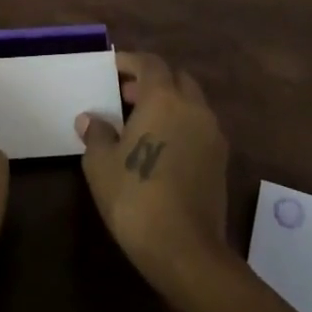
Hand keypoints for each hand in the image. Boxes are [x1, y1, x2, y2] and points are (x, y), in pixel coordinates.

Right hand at [76, 53, 230, 291]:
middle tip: (125, 95)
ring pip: (191, 103)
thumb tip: (91, 119)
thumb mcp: (101, 164)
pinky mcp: (221, 160)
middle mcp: (193, 107)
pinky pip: (199, 127)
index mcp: (164, 98)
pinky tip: (161, 147)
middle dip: (152, 81)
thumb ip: (96, 134)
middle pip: (176, 78)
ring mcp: (212, 134)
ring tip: (141, 123)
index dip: (130, 62)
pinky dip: (181, 125)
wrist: (185, 249)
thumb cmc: (135, 197)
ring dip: (169, 103)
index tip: (112, 68)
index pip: (150, 63)